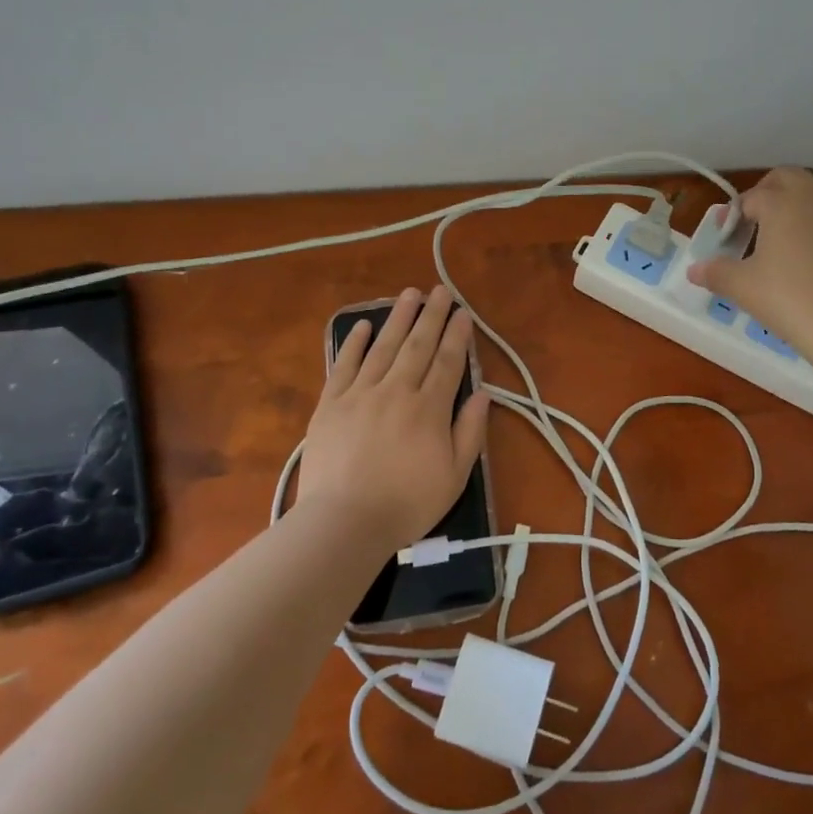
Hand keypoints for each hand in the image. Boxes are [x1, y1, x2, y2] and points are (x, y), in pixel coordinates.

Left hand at [296, 286, 490, 553]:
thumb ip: (469, 432)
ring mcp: (360, 394)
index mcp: (429, 409)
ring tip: (409, 295)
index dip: (457, 336)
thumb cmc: (406, 504)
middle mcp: (396, 391)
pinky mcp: (330, 404)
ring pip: (383, 347)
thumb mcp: (455, 476)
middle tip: (441, 291)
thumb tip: (482, 395)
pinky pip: (344, 365)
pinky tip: (362, 326)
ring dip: (398, 318)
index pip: (447, 362)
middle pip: (418, 345)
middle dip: (432, 316)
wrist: (344, 522)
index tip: (464, 314)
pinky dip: (353, 343)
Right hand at [687, 168, 812, 362]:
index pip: (751, 198)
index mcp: (781, 202)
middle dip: (770, 191)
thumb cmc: (787, 299)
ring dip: (812, 195)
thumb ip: (715, 273)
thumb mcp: (741, 287)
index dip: (734, 214)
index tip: (725, 235)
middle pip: (790, 177)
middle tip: (757, 219)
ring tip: (799, 221)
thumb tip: (693, 270)